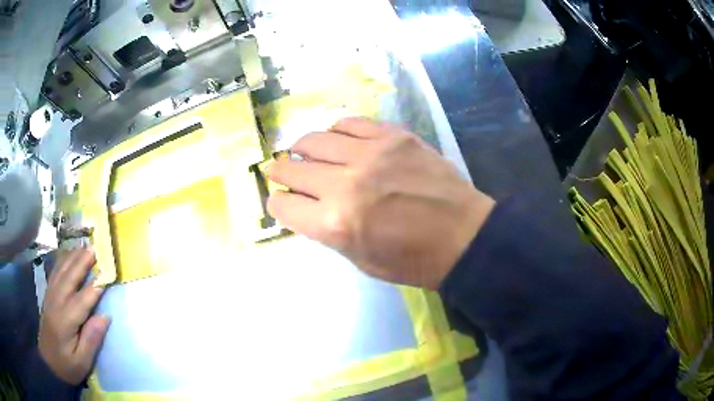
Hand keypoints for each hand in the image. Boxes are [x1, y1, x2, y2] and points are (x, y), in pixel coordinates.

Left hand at [39, 247, 109, 384]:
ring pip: (60, 273)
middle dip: (81, 264)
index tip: (107, 276)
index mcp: (65, 323)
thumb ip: (92, 340)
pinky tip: (67, 255)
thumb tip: (105, 317)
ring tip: (83, 247)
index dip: (94, 289)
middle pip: (68, 280)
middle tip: (94, 249)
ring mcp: (50, 298)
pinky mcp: (48, 296)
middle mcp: (56, 304)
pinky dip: (61, 262)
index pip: (81, 302)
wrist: (49, 363)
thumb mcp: (83, 362)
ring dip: (71, 258)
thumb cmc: (68, 366)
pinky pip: (54, 274)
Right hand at [267, 117, 494, 288]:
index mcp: (336, 224)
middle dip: (280, 172)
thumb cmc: (412, 260)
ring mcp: (371, 154)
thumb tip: (304, 205)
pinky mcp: (394, 136)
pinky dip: (336, 131)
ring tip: (305, 153)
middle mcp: (346, 184)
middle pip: (293, 169)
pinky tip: (338, 139)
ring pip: (315, 140)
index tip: (280, 201)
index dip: (277, 204)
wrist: (463, 236)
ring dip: (302, 148)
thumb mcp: (360, 259)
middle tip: (280, 170)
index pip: (284, 205)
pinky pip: (349, 122)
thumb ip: (326, 230)